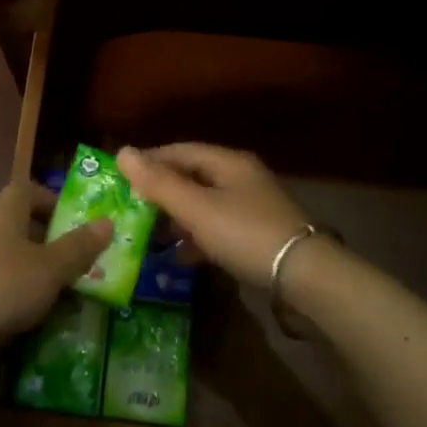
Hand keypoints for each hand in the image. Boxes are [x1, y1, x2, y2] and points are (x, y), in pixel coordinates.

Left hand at [0, 183, 111, 342]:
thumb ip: (79, 247)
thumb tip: (107, 222)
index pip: (31, 189)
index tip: (75, 222)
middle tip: (75, 259)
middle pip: (21, 221)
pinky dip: (12, 283)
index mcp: (5, 209)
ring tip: (57, 287)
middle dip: (49, 238)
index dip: (54, 201)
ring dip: (32, 264)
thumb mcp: (50, 268)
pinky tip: (26, 306)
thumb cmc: (3, 284)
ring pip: (8, 249)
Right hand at [118, 144, 312, 288]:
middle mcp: (240, 178)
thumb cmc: (245, 234)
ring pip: (204, 204)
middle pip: (191, 176)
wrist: (306, 276)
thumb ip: (159, 183)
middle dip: (160, 192)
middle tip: (130, 209)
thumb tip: (122, 152)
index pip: (179, 150)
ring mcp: (252, 207)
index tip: (120, 177)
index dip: (148, 161)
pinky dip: (196, 238)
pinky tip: (180, 256)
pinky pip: (217, 228)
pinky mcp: (257, 234)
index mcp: (227, 162)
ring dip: (176, 217)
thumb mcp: (196, 208)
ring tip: (148, 235)